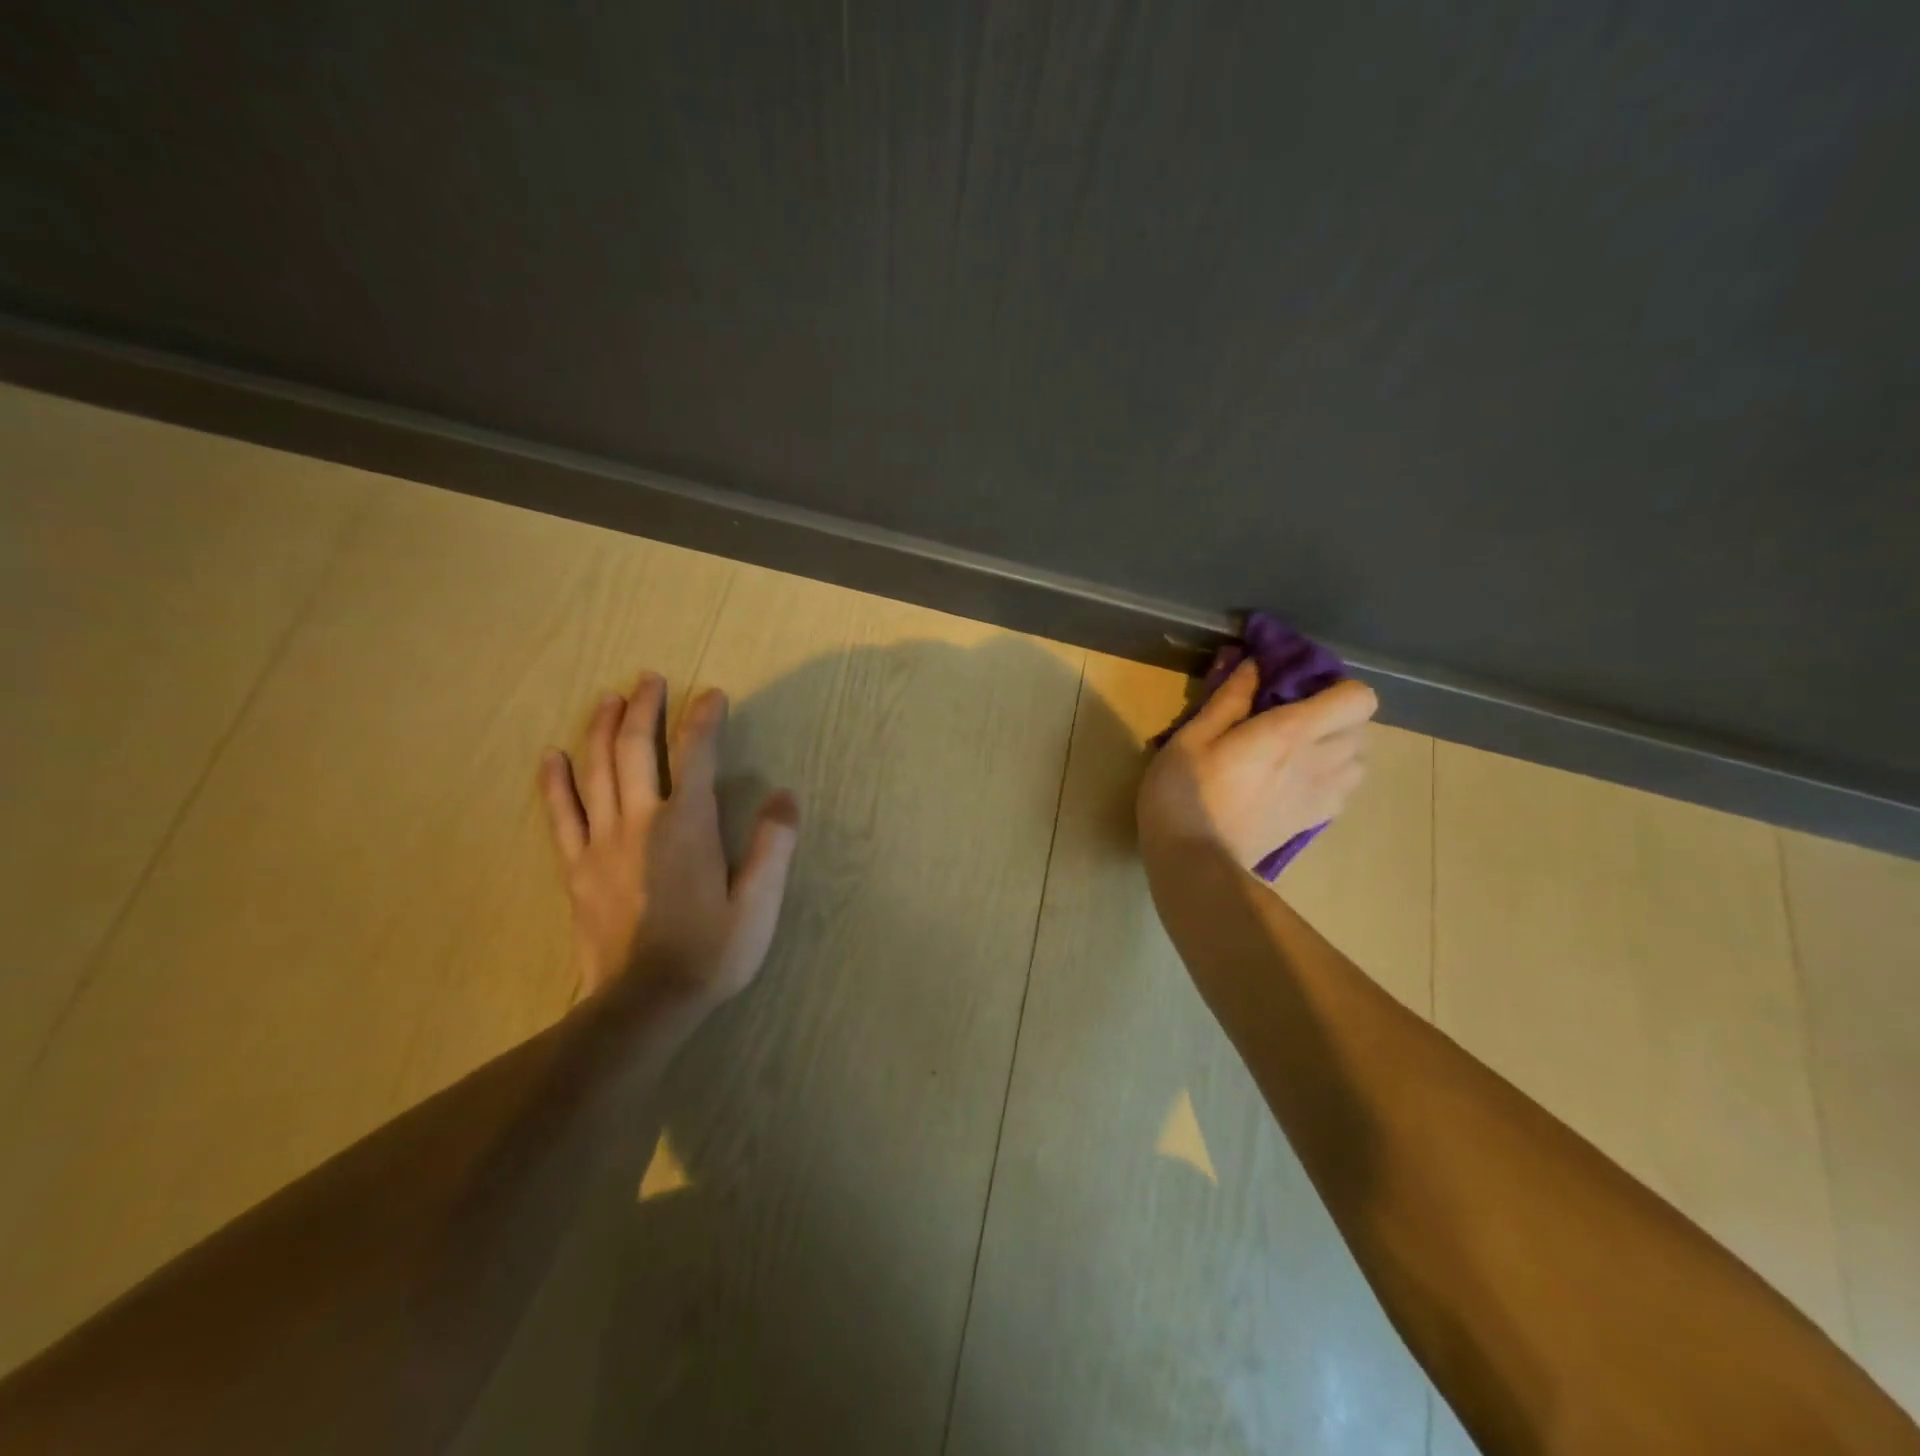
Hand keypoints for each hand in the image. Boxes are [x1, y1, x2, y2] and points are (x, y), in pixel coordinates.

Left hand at [540, 671, 799, 1009]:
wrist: (644, 1004)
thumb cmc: (710, 953)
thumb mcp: (759, 903)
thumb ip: (773, 845)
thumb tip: (785, 796)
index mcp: (687, 824)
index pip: (695, 754)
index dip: (704, 718)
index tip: (712, 694)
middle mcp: (639, 820)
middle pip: (634, 748)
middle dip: (644, 707)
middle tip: (649, 678)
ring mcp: (600, 842)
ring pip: (595, 770)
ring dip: (600, 728)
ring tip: (607, 698)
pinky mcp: (577, 867)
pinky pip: (560, 814)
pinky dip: (555, 782)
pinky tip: (551, 756)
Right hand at [1137, 660, 1377, 871]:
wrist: (1194, 862)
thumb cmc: (1184, 793)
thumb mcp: (1191, 737)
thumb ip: (1228, 699)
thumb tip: (1255, 664)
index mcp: (1290, 732)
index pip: (1357, 698)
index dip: (1336, 687)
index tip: (1298, 689)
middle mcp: (1318, 761)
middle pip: (1362, 727)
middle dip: (1335, 716)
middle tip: (1292, 718)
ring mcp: (1321, 796)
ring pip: (1358, 761)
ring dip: (1337, 748)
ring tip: (1298, 750)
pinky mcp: (1313, 822)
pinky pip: (1344, 790)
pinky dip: (1332, 778)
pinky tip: (1296, 780)